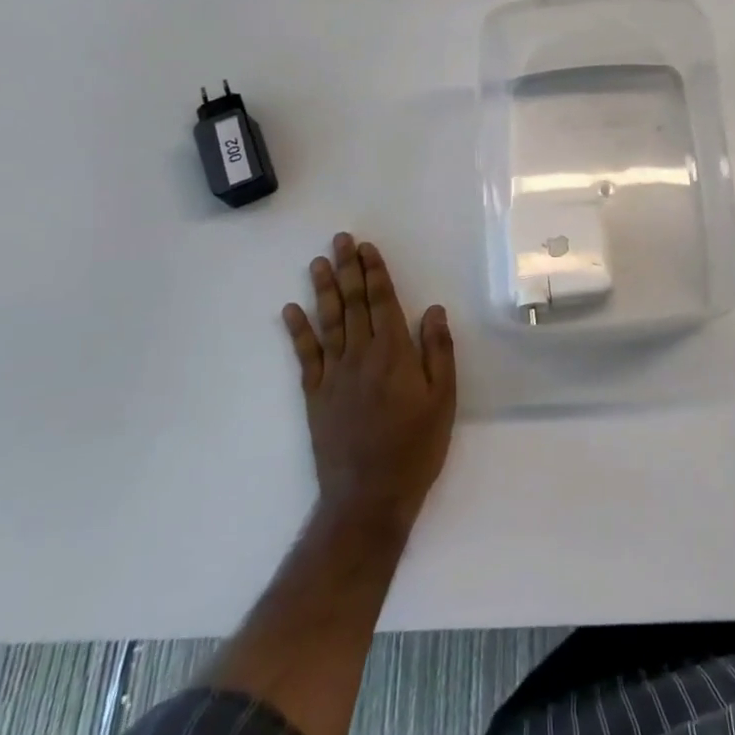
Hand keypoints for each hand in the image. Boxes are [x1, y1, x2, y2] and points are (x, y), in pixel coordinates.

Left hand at [283, 234, 455, 532]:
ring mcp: (334, 374)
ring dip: (324, 289)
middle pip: (354, 303)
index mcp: (394, 354)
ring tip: (318, 262)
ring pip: (328, 322)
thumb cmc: (415, 447)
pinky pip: (305, 355)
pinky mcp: (315, 395)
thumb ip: (438, 352)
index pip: (383, 302)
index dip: (375, 272)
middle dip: (349, 269)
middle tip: (340, 240)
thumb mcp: (443, 400)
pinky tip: (290, 310)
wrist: (369, 495)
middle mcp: (361, 355)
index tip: (367, 247)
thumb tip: (433, 310)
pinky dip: (297, 331)